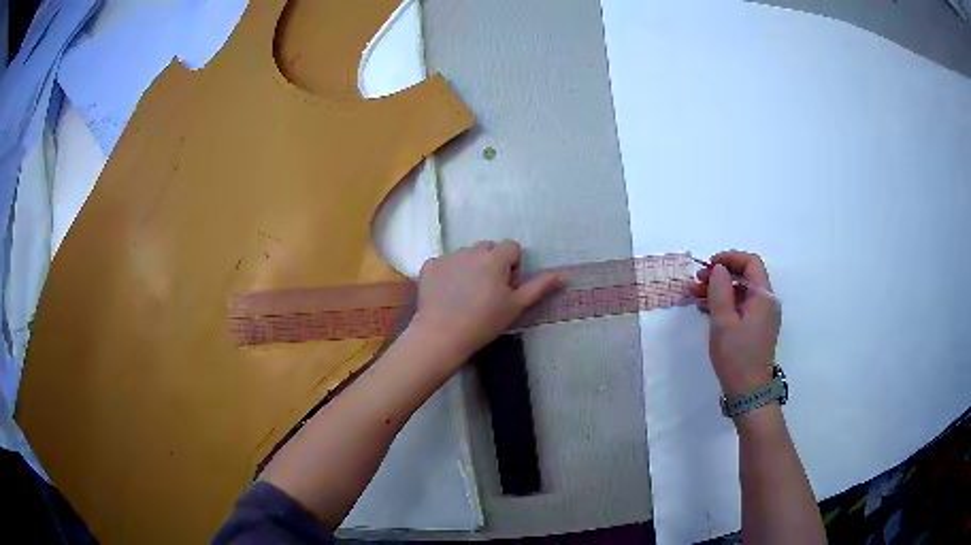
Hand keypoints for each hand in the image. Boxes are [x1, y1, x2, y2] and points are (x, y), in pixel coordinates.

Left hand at [410, 240, 563, 363]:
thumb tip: (564, 274)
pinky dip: (447, 273)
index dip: (512, 265)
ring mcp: (448, 257)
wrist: (442, 335)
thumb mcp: (516, 306)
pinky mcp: (429, 266)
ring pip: (465, 254)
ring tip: (466, 294)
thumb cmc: (484, 322)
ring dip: (469, 266)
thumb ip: (540, 286)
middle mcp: (471, 250)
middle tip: (487, 290)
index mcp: (495, 258)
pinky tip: (446, 294)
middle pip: (488, 247)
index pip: (511, 247)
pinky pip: (444, 262)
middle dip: (491, 262)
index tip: (506, 286)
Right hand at [691, 251, 780, 398]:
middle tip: (697, 281)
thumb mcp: (723, 322)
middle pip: (745, 276)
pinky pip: (741, 307)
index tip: (709, 265)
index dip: (729, 258)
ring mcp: (762, 316)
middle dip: (721, 275)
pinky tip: (705, 309)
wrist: (748, 392)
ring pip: (741, 292)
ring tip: (694, 296)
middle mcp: (767, 302)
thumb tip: (718, 269)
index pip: (751, 262)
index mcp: (763, 297)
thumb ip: (719, 290)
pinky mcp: (756, 328)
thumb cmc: (736, 356)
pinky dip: (724, 304)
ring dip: (719, 290)